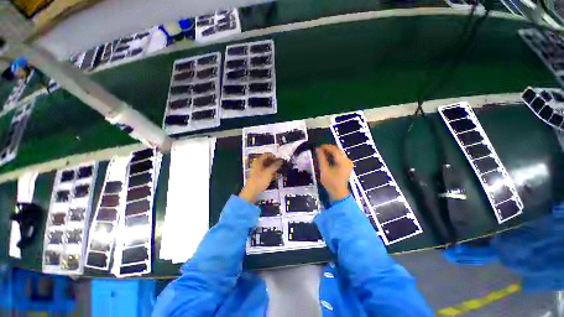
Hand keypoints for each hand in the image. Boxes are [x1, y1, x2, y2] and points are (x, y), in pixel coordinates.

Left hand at [239, 153, 282, 202]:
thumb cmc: (260, 180)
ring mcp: (256, 170)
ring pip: (266, 166)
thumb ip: (275, 165)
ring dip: (272, 168)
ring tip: (278, 171)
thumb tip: (281, 160)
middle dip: (274, 162)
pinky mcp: (257, 176)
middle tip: (280, 165)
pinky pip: (265, 171)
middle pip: (266, 160)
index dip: (274, 156)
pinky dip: (270, 172)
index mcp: (258, 161)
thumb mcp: (269, 172)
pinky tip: (274, 176)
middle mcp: (257, 164)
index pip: (267, 154)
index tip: (280, 159)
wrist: (251, 191)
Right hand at [316, 145, 352, 200]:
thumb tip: (318, 149)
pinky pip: (340, 157)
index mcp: (343, 161)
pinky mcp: (347, 166)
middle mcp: (347, 160)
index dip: (326, 146)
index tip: (318, 146)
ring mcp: (348, 163)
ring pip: (339, 153)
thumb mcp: (324, 170)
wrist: (338, 193)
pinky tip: (328, 157)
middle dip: (328, 148)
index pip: (334, 149)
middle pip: (338, 150)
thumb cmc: (330, 182)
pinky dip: (334, 155)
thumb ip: (321, 158)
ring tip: (322, 152)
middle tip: (319, 149)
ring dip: (331, 151)